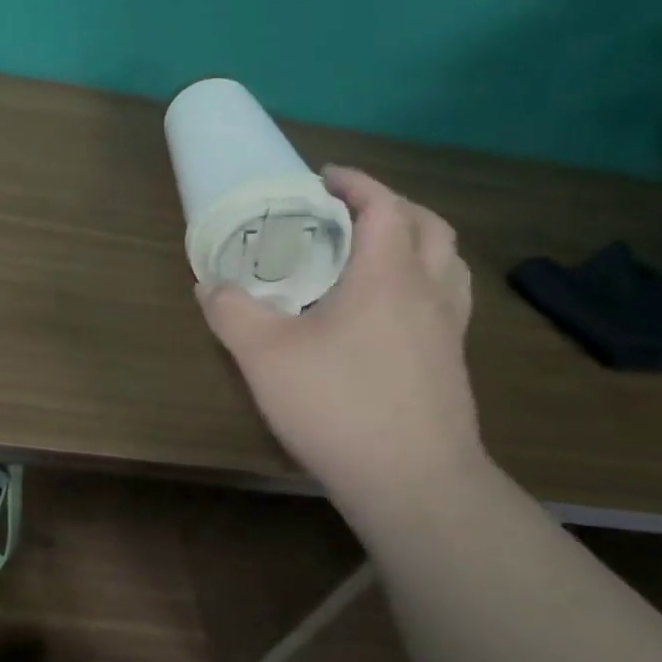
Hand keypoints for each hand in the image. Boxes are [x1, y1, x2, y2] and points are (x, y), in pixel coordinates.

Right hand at [198, 166, 483, 494]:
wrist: (413, 484)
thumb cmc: (338, 405)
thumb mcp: (263, 354)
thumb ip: (231, 310)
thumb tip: (209, 286)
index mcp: (388, 277)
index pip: (384, 207)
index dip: (356, 183)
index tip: (323, 177)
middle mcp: (428, 293)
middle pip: (429, 227)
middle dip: (391, 206)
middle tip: (347, 211)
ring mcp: (449, 331)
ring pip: (447, 264)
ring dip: (415, 242)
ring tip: (373, 253)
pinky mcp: (452, 365)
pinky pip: (446, 300)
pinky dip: (422, 282)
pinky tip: (386, 312)